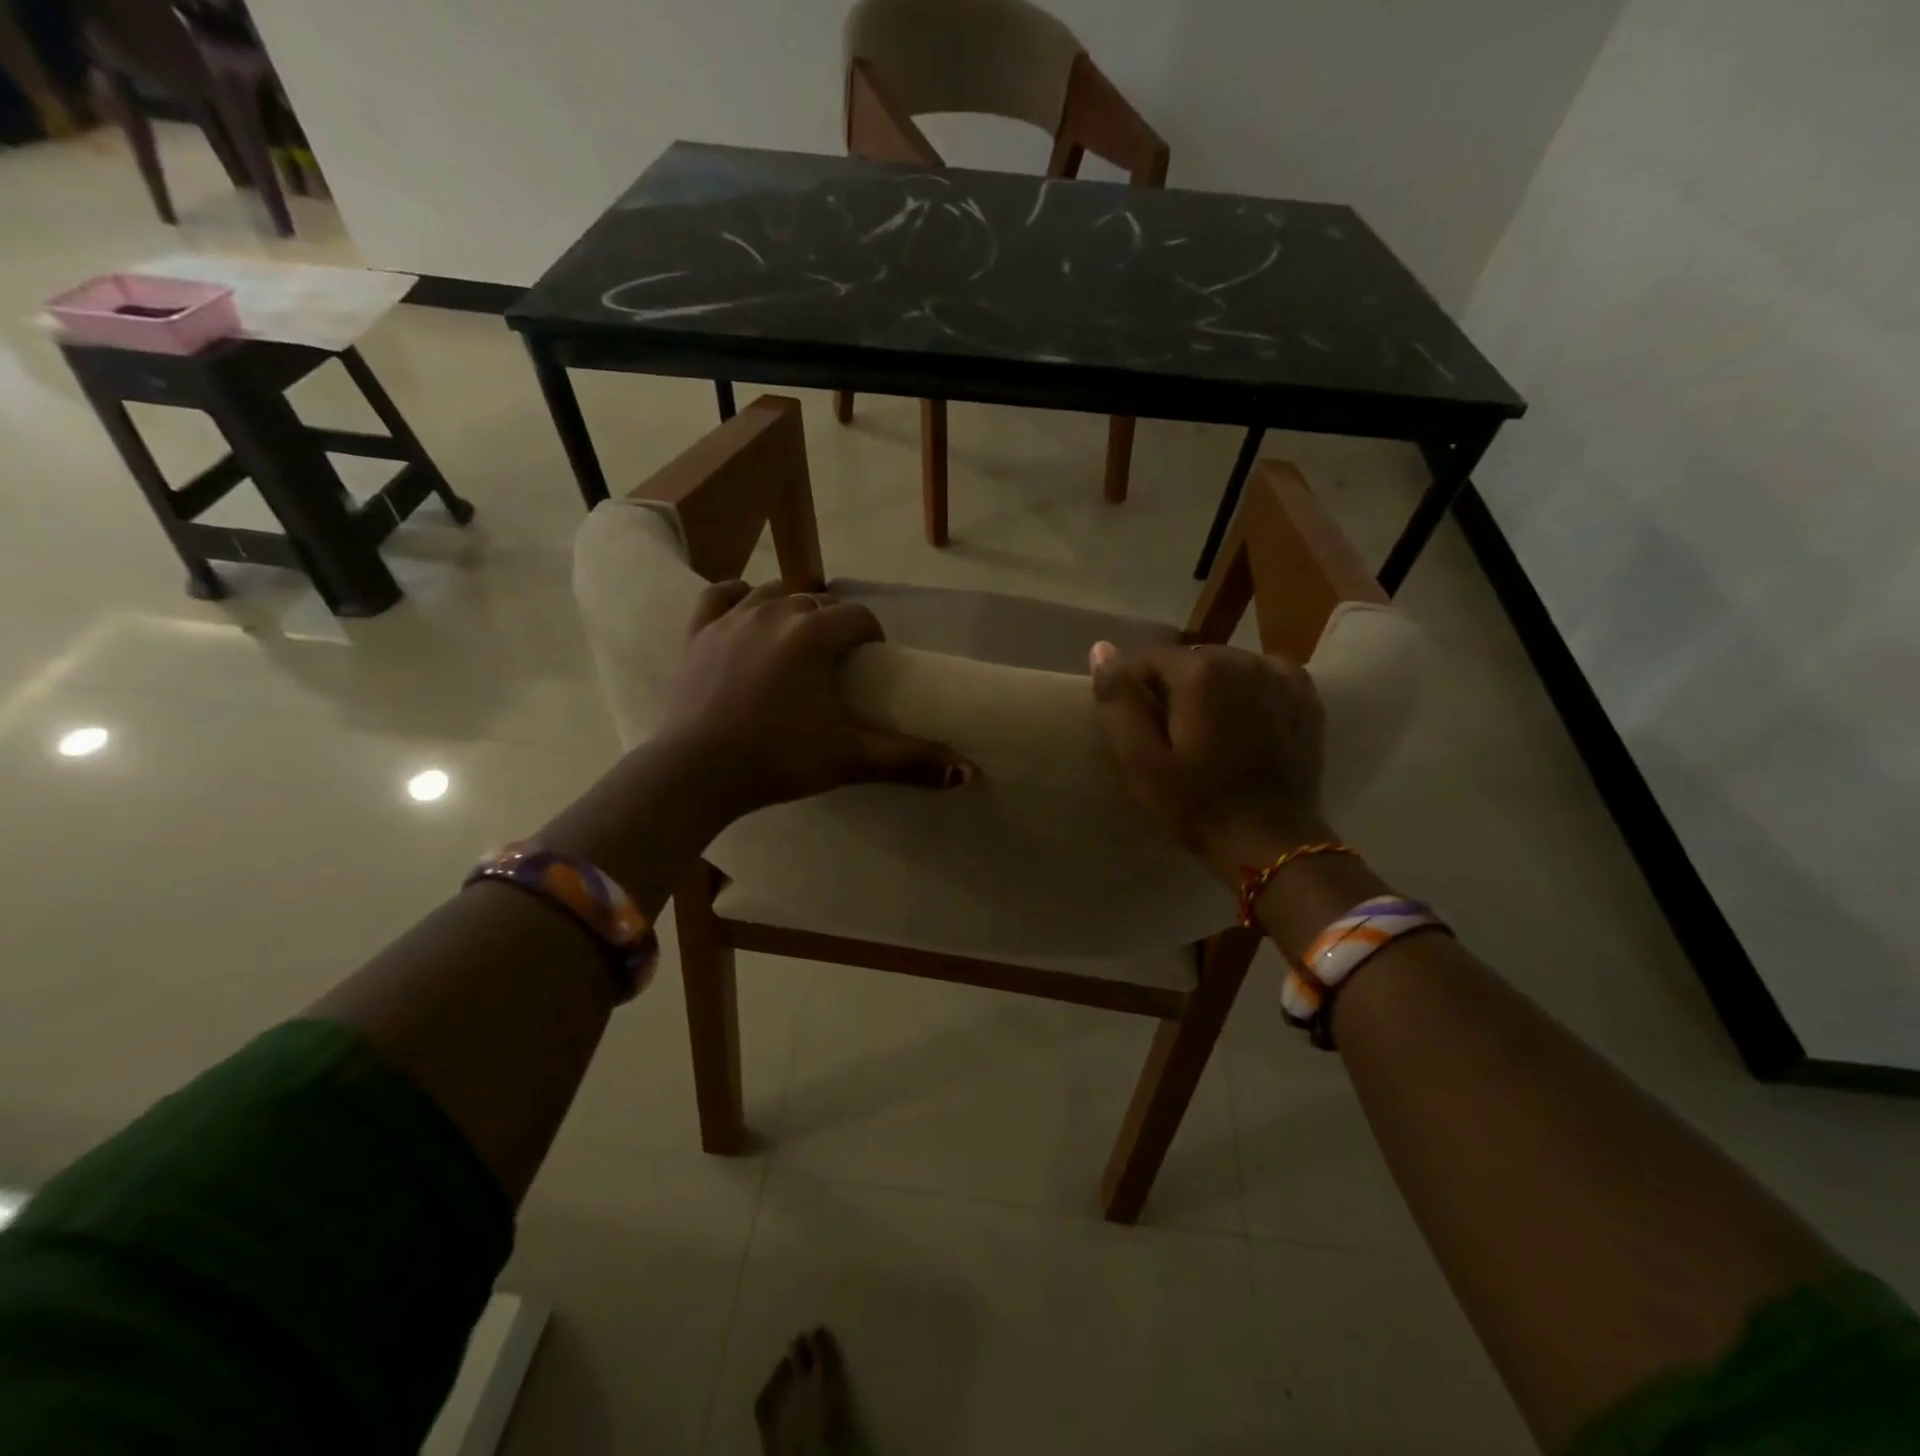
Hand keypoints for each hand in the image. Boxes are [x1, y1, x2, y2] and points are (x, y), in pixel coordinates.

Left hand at [656, 580, 974, 822]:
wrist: (695, 773)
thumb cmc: (776, 760)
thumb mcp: (848, 759)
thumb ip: (908, 760)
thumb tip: (968, 771)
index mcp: (812, 635)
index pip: (857, 617)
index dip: (871, 636)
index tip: (872, 662)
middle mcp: (773, 614)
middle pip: (818, 601)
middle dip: (835, 623)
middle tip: (839, 662)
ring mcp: (730, 620)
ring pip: (772, 593)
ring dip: (793, 608)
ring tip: (799, 639)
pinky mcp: (697, 634)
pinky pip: (720, 597)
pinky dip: (739, 598)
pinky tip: (747, 608)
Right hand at [1089, 641, 1330, 884]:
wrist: (1270, 841)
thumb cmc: (1197, 802)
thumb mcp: (1141, 759)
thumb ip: (1118, 700)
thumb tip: (1101, 648)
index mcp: (1199, 671)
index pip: (1148, 659)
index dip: (1137, 693)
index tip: (1144, 731)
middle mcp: (1242, 659)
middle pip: (1189, 660)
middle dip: (1175, 689)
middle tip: (1175, 737)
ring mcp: (1279, 675)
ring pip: (1226, 666)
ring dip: (1212, 689)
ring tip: (1210, 733)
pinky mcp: (1304, 696)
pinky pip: (1262, 676)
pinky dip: (1248, 691)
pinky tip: (1246, 723)